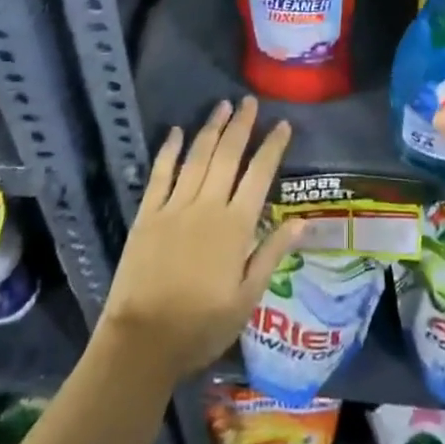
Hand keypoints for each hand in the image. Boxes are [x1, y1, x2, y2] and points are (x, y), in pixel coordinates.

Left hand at [99, 98, 302, 384]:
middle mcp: (207, 206)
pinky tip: (176, 131)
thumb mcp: (247, 298)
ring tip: (222, 106)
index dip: (272, 147)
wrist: (142, 342)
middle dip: (241, 125)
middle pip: (228, 155)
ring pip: (197, 157)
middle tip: (249, 101)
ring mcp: (175, 206)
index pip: (259, 175)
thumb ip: (272, 254)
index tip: (282, 124)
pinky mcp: (147, 214)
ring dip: (211, 129)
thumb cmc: (201, 326)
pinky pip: (161, 174)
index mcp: (235, 226)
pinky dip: (169, 150)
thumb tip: (303, 220)